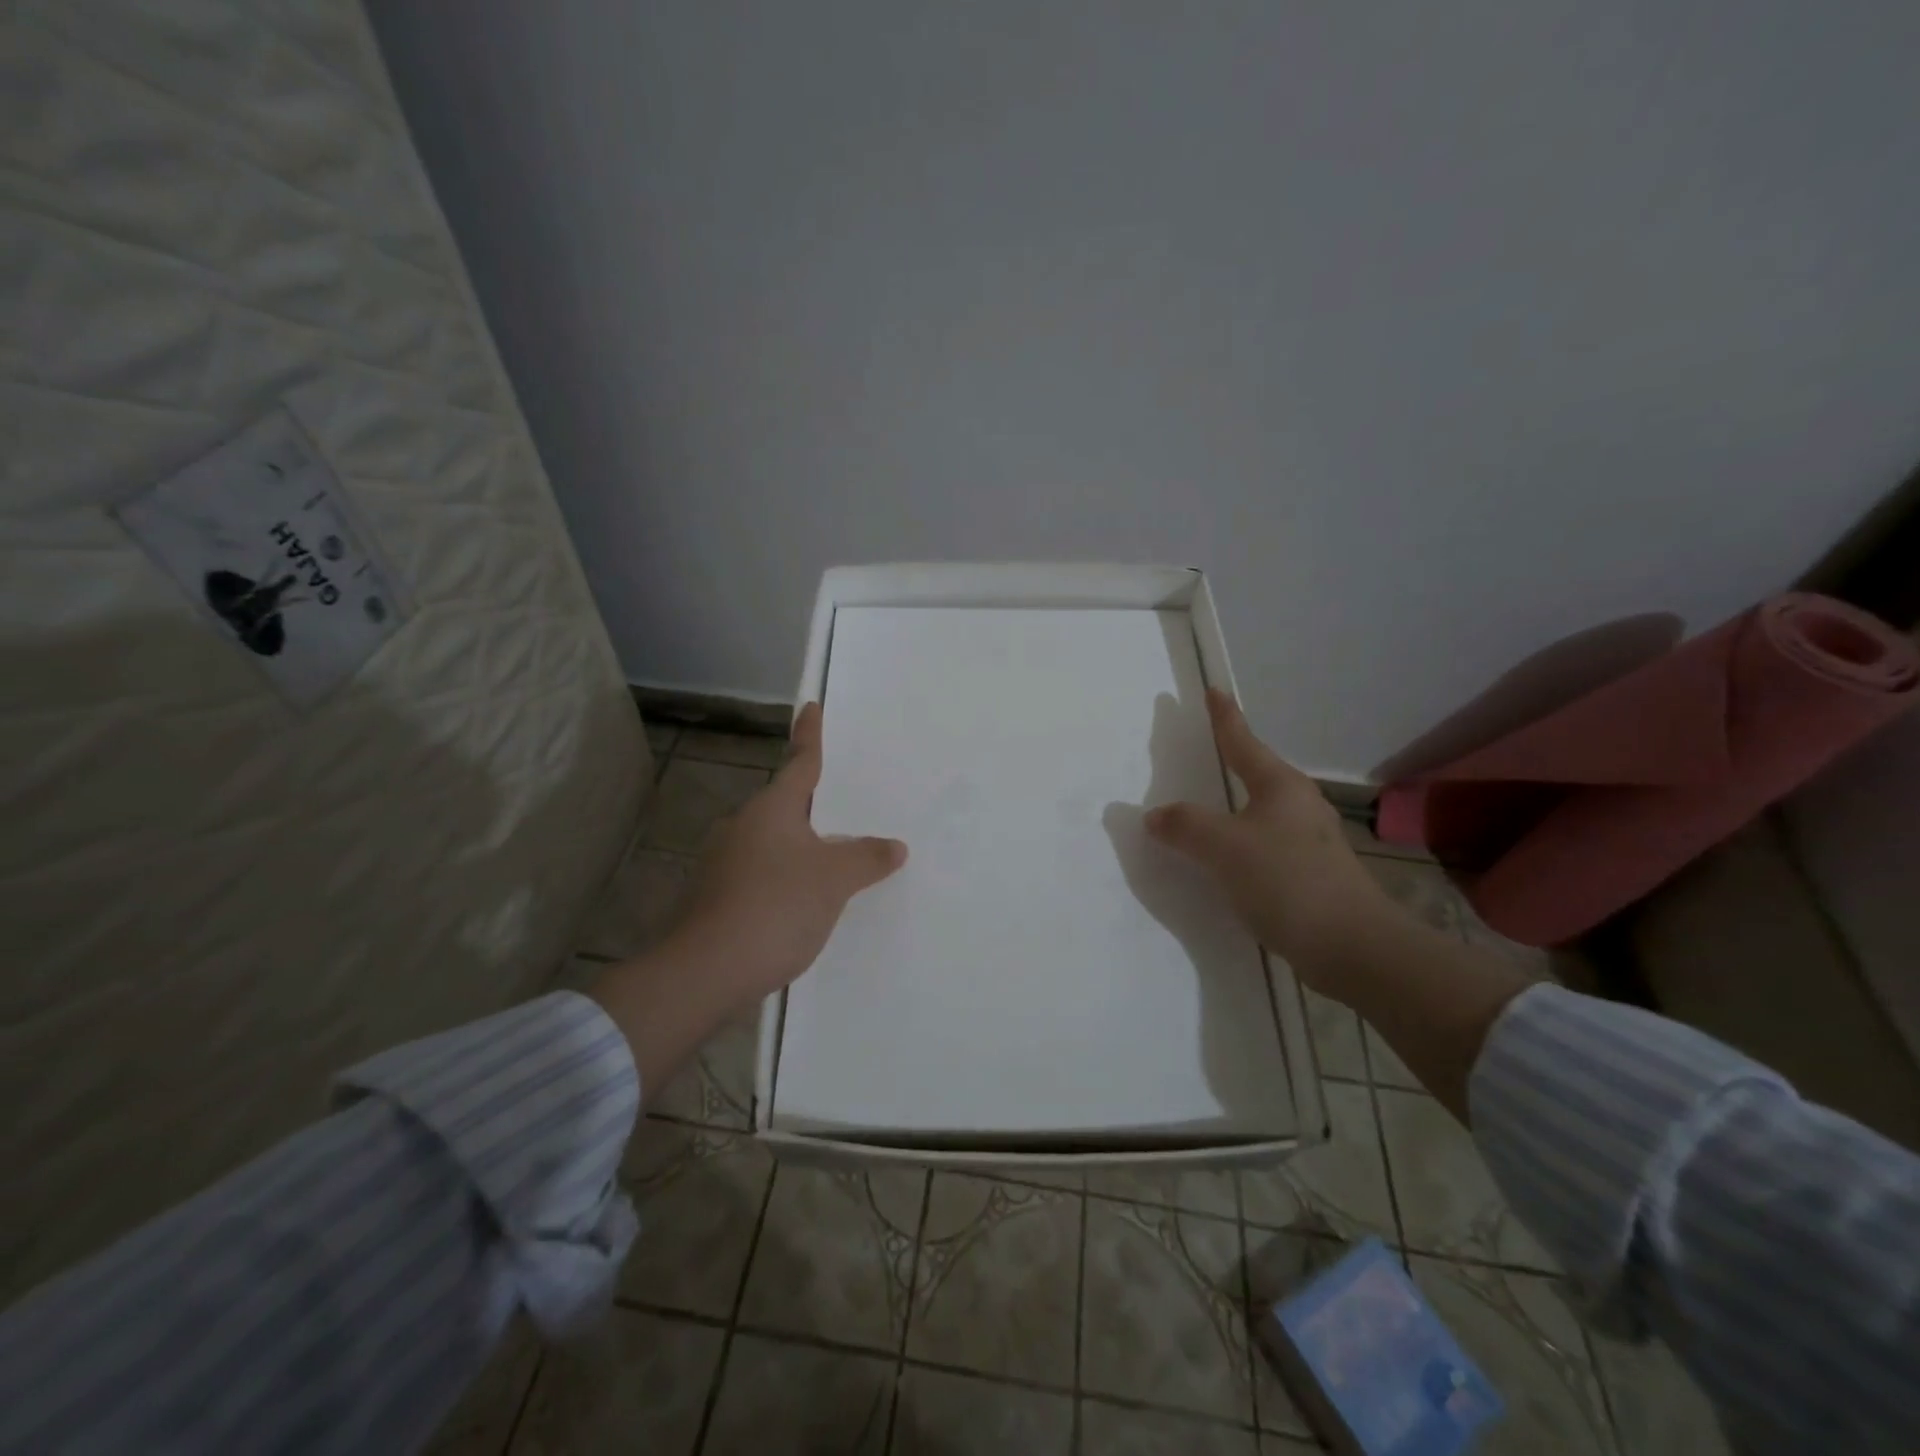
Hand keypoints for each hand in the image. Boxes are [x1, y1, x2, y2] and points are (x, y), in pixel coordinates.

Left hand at [668, 701, 907, 1011]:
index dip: (810, 736)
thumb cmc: (775, 907)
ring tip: (836, 859)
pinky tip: (805, 903)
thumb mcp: (833, 880)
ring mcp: (724, 863)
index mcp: (771, 810)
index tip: (812, 708)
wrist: (705, 972)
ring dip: (801, 846)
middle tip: (846, 801)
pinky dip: (786, 879)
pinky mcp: (716, 898)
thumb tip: (894, 846)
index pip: (800, 763)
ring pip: (773, 843)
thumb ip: (866, 858)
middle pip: (786, 805)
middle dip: (814, 803)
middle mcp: (743, 827)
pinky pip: (762, 875)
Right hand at [1145, 689, 1392, 980]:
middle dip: (1230, 761)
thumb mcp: (1223, 847)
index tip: (1213, 691)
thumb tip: (1157, 816)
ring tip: (1206, 808)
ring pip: (1260, 811)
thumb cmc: (1286, 880)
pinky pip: (1263, 845)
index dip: (1224, 717)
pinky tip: (1225, 860)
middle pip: (1256, 773)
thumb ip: (1185, 826)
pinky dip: (1239, 843)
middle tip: (1203, 750)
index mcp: (1280, 786)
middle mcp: (1298, 805)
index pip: (1243, 741)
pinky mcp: (1310, 874)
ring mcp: (1308, 841)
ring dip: (1232, 807)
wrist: (1351, 946)